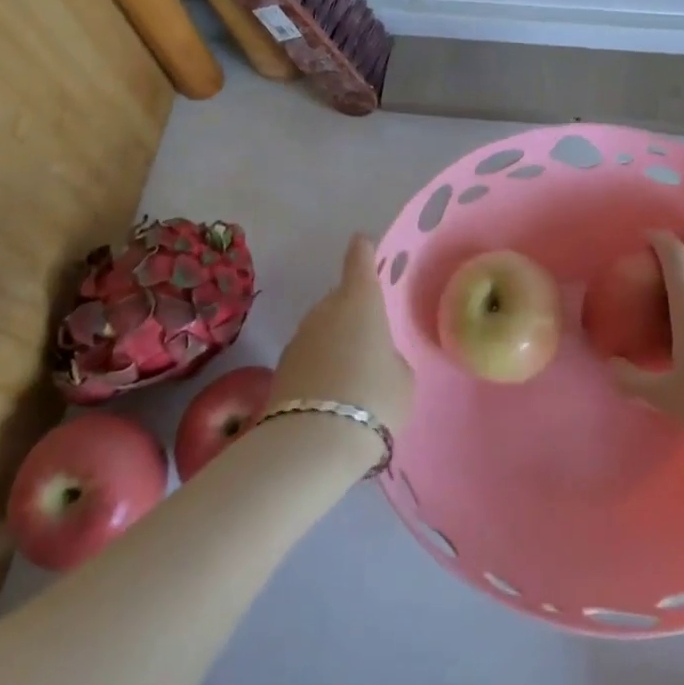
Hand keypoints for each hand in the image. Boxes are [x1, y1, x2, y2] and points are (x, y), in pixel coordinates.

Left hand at [271, 233, 414, 441]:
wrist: (313, 441)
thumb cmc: (374, 398)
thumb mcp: (402, 378)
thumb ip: (390, 359)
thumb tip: (374, 359)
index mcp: (360, 302)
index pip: (359, 262)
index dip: (363, 252)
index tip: (362, 243)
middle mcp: (325, 310)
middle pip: (340, 300)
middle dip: (353, 313)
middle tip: (370, 341)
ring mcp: (299, 337)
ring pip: (322, 330)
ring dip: (335, 343)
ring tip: (352, 376)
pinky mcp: (281, 367)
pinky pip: (309, 357)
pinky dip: (320, 367)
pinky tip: (331, 395)